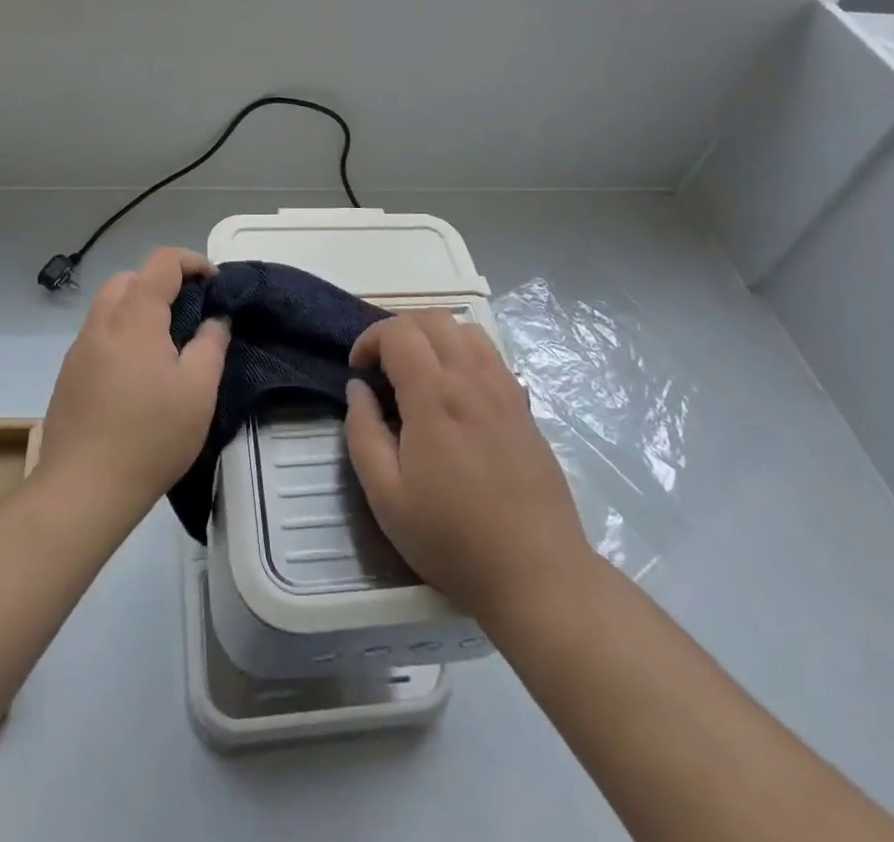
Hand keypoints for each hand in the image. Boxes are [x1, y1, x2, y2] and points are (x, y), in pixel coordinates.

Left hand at [39, 247, 229, 521]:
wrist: (82, 489)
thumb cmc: (150, 436)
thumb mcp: (198, 391)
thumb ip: (211, 345)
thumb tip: (215, 320)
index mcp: (134, 318)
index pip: (161, 262)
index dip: (192, 261)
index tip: (214, 282)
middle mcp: (102, 323)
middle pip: (130, 279)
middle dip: (162, 282)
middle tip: (189, 311)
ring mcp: (79, 350)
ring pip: (110, 306)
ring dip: (139, 308)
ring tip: (166, 343)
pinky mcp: (68, 375)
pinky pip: (99, 335)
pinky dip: (122, 333)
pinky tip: (138, 373)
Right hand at [345, 311, 593, 621]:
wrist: (536, 574)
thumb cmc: (452, 538)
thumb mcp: (386, 496)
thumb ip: (363, 432)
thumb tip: (357, 388)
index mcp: (435, 397)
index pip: (398, 332)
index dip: (369, 339)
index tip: (357, 370)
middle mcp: (472, 380)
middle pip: (432, 319)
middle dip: (398, 330)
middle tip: (382, 366)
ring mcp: (504, 390)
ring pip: (465, 329)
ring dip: (433, 335)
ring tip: (417, 371)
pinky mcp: (524, 406)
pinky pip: (491, 354)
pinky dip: (463, 351)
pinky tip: (455, 390)